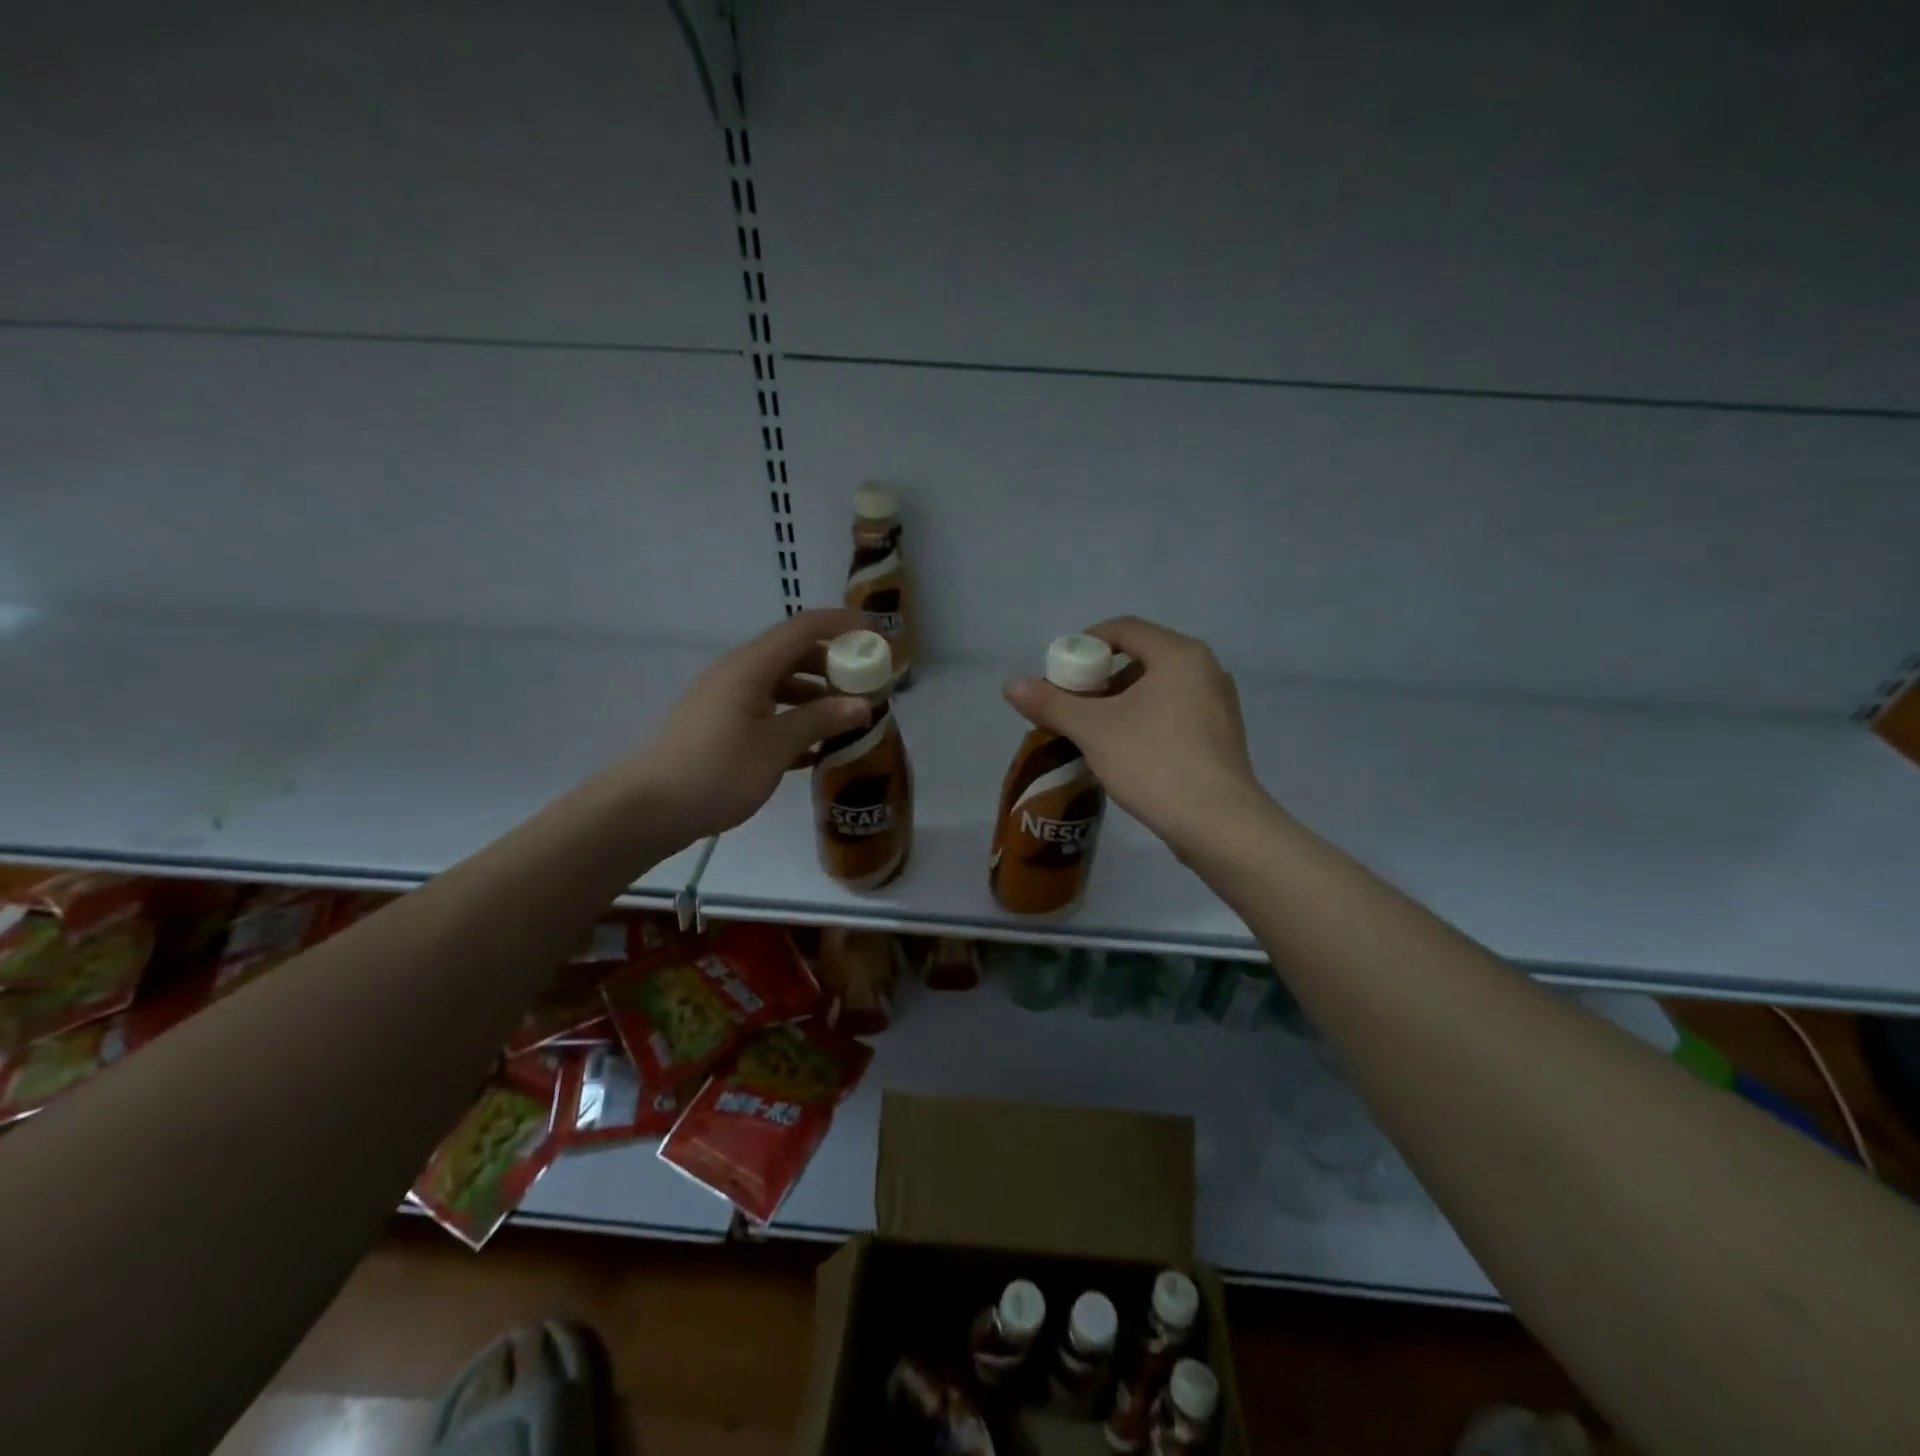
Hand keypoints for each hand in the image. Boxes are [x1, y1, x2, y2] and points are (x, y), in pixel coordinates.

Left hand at [634, 609, 871, 845]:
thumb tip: (862, 704)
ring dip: (814, 696)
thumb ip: (820, 720)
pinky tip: (813, 749)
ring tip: (846, 720)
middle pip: (793, 654)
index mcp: (751, 667)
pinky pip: (765, 710)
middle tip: (867, 685)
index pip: (804, 628)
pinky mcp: (719, 726)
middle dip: (833, 664)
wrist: (647, 808)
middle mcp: (738, 673)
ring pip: (780, 684)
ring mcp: (726, 700)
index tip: (876, 635)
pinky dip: (792, 719)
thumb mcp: (775, 746)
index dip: (842, 624)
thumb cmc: (716, 770)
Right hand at [1003, 616, 1270, 856]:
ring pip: (1157, 688)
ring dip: (1120, 702)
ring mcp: (1218, 704)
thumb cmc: (1154, 762)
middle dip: (1099, 678)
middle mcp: (1205, 669)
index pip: (1122, 628)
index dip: (1084, 644)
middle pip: (1140, 657)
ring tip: (1092, 732)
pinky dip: (1144, 720)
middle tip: (1071, 706)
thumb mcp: (1093, 730)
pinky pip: (1174, 712)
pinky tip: (1125, 752)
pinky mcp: (1221, 736)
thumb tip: (1011, 685)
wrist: (1218, 824)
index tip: (1059, 675)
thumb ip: (1051, 703)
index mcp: (1179, 654)